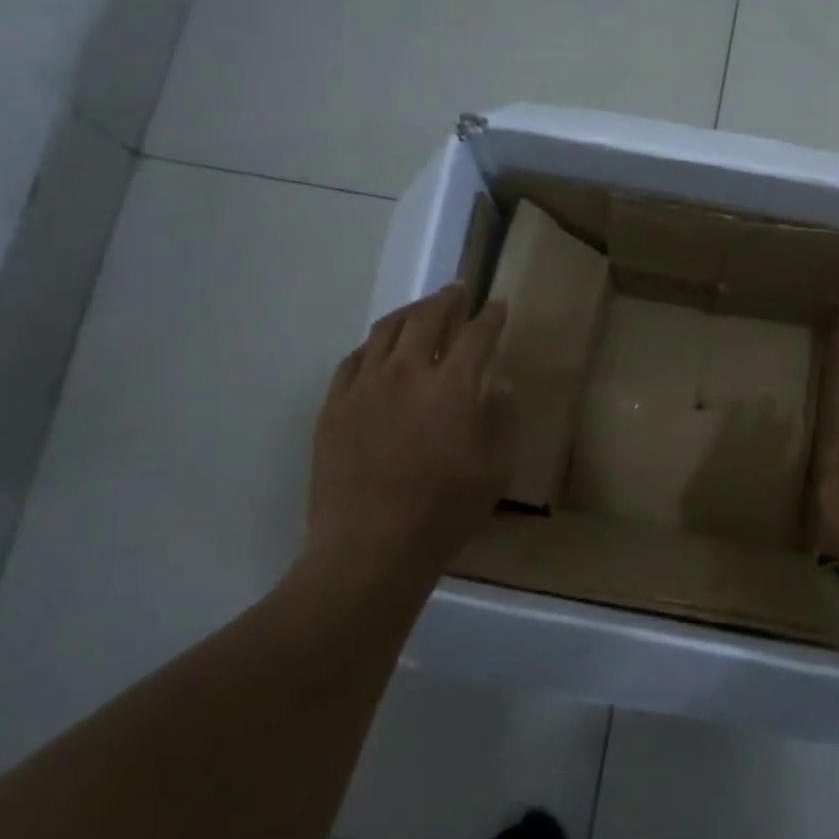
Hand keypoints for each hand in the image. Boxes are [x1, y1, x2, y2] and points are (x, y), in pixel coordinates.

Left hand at [306, 283, 514, 570]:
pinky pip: (354, 359)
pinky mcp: (334, 405)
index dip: (491, 317)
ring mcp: (363, 387)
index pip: (476, 336)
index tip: (499, 306)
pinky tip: (379, 350)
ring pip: (386, 331)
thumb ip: (504, 421)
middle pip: (427, 319)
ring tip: (421, 311)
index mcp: (452, 388)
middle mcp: (406, 374)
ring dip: (409, 314)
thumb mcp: (496, 472)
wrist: (370, 546)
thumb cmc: (444, 513)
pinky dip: (373, 346)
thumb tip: (499, 386)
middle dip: (447, 300)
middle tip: (458, 292)